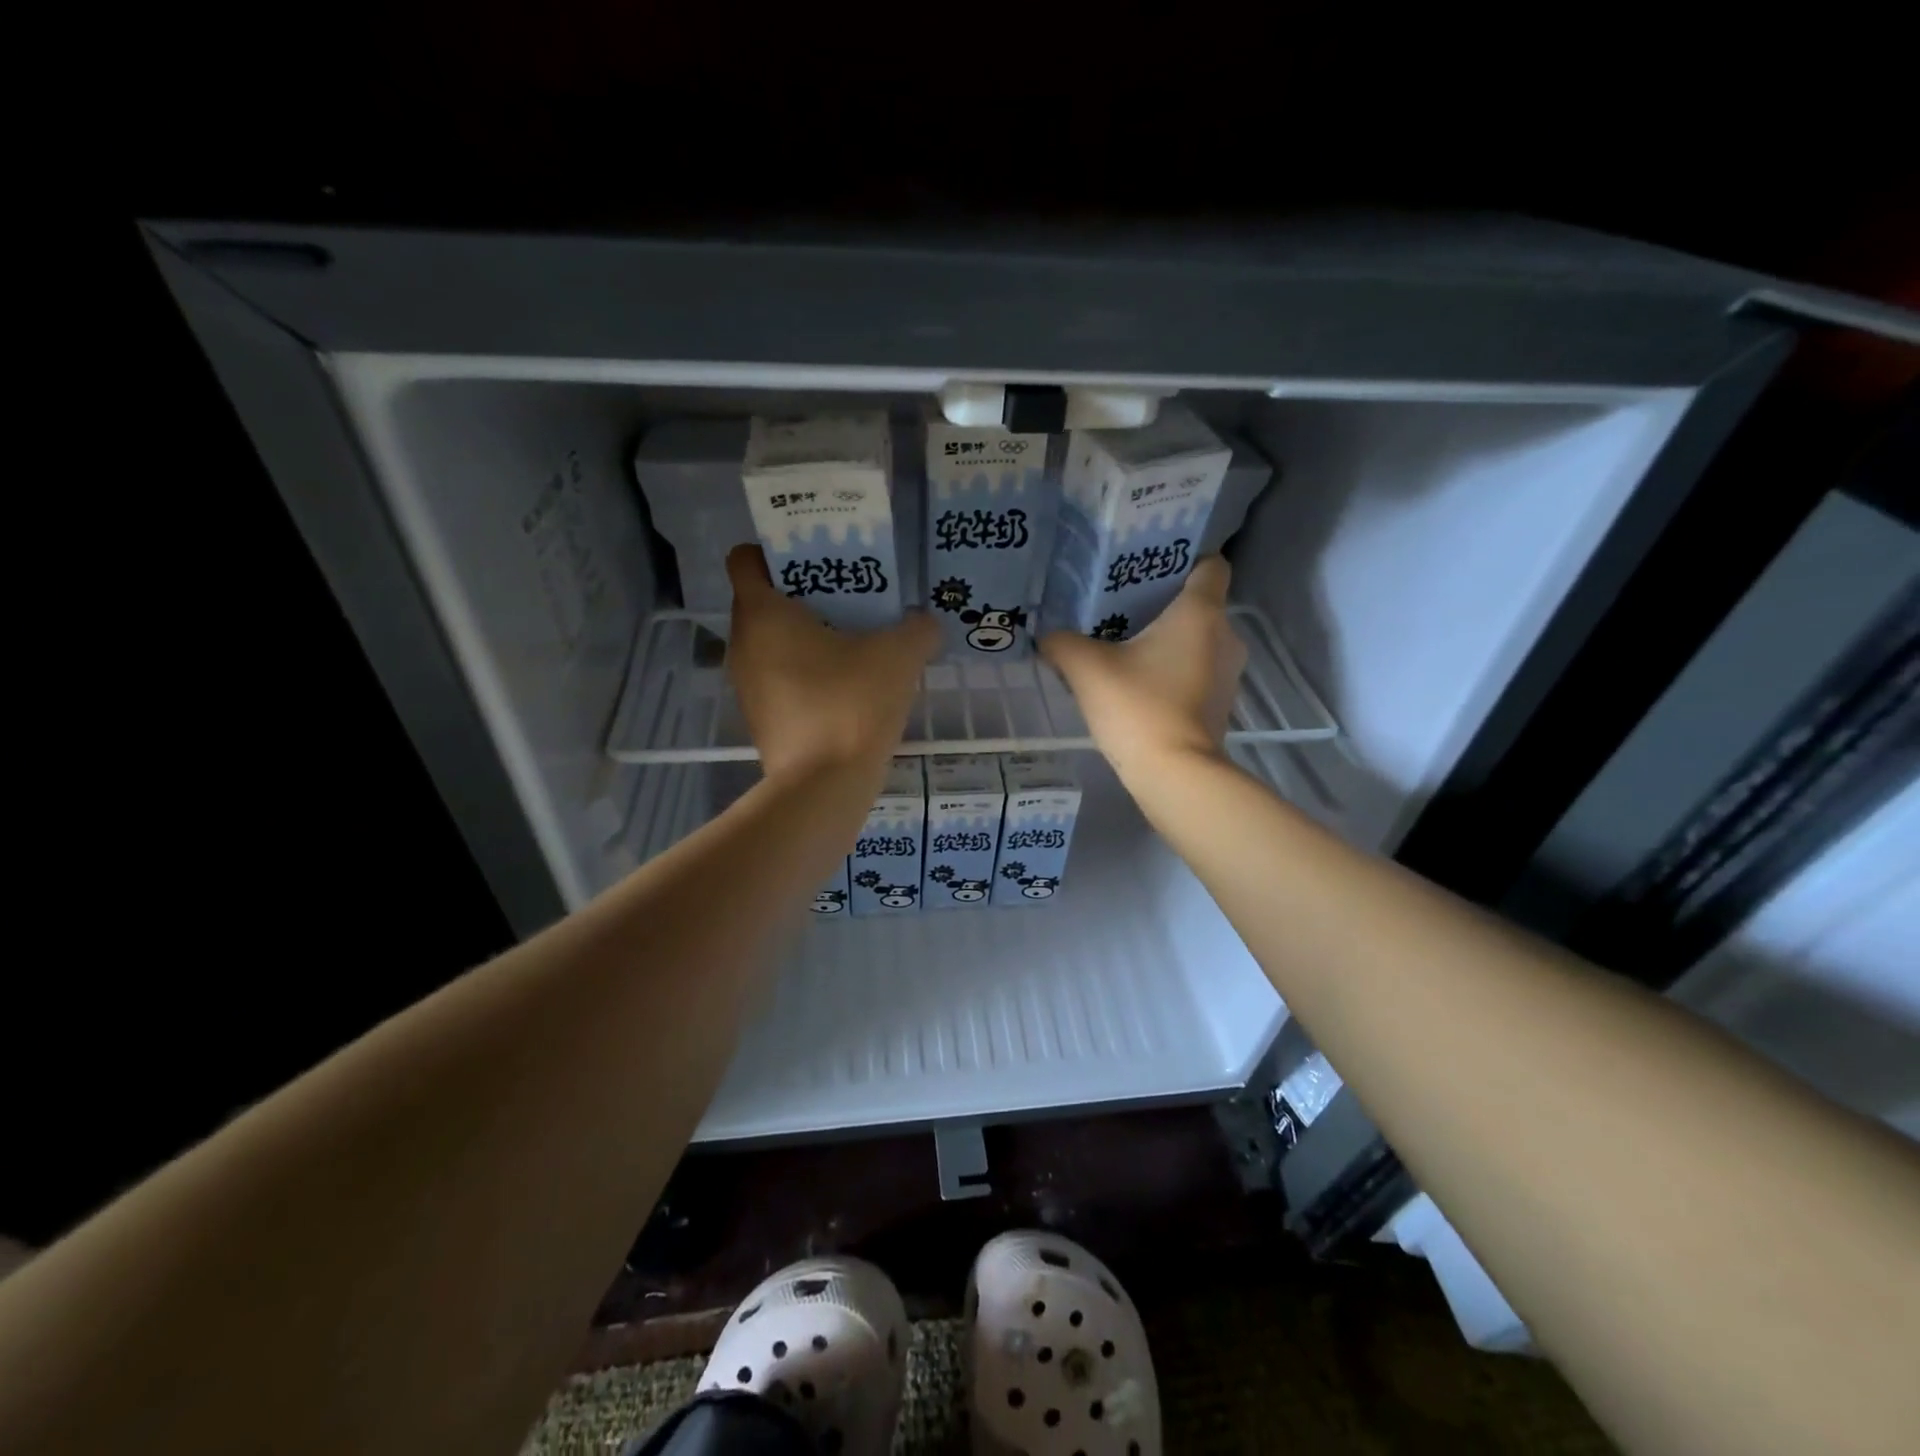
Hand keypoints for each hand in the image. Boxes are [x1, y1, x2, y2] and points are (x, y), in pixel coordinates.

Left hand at [725, 545, 938, 781]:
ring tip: (853, 646)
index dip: (776, 552)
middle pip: (763, 602)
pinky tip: (846, 691)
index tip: (817, 562)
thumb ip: (918, 630)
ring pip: (771, 645)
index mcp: (763, 614)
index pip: (746, 559)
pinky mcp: (760, 721)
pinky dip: (805, 676)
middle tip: (848, 601)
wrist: (823, 788)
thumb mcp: (899, 657)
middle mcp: (743, 645)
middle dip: (802, 596)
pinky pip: (779, 681)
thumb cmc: (851, 705)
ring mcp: (747, 687)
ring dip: (805, 639)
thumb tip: (925, 624)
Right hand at [1040, 557, 1245, 776]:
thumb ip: (1062, 643)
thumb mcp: (1086, 668)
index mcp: (1201, 612)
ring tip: (1127, 644)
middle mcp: (1225, 635)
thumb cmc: (1138, 707)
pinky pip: (1198, 670)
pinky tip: (1140, 682)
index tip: (1149, 565)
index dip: (1184, 558)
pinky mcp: (1221, 703)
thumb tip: (1046, 635)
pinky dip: (1174, 669)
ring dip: (1169, 639)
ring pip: (1199, 639)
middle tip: (1121, 606)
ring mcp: (1229, 673)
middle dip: (1164, 602)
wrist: (1175, 774)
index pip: (1211, 564)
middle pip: (1199, 603)